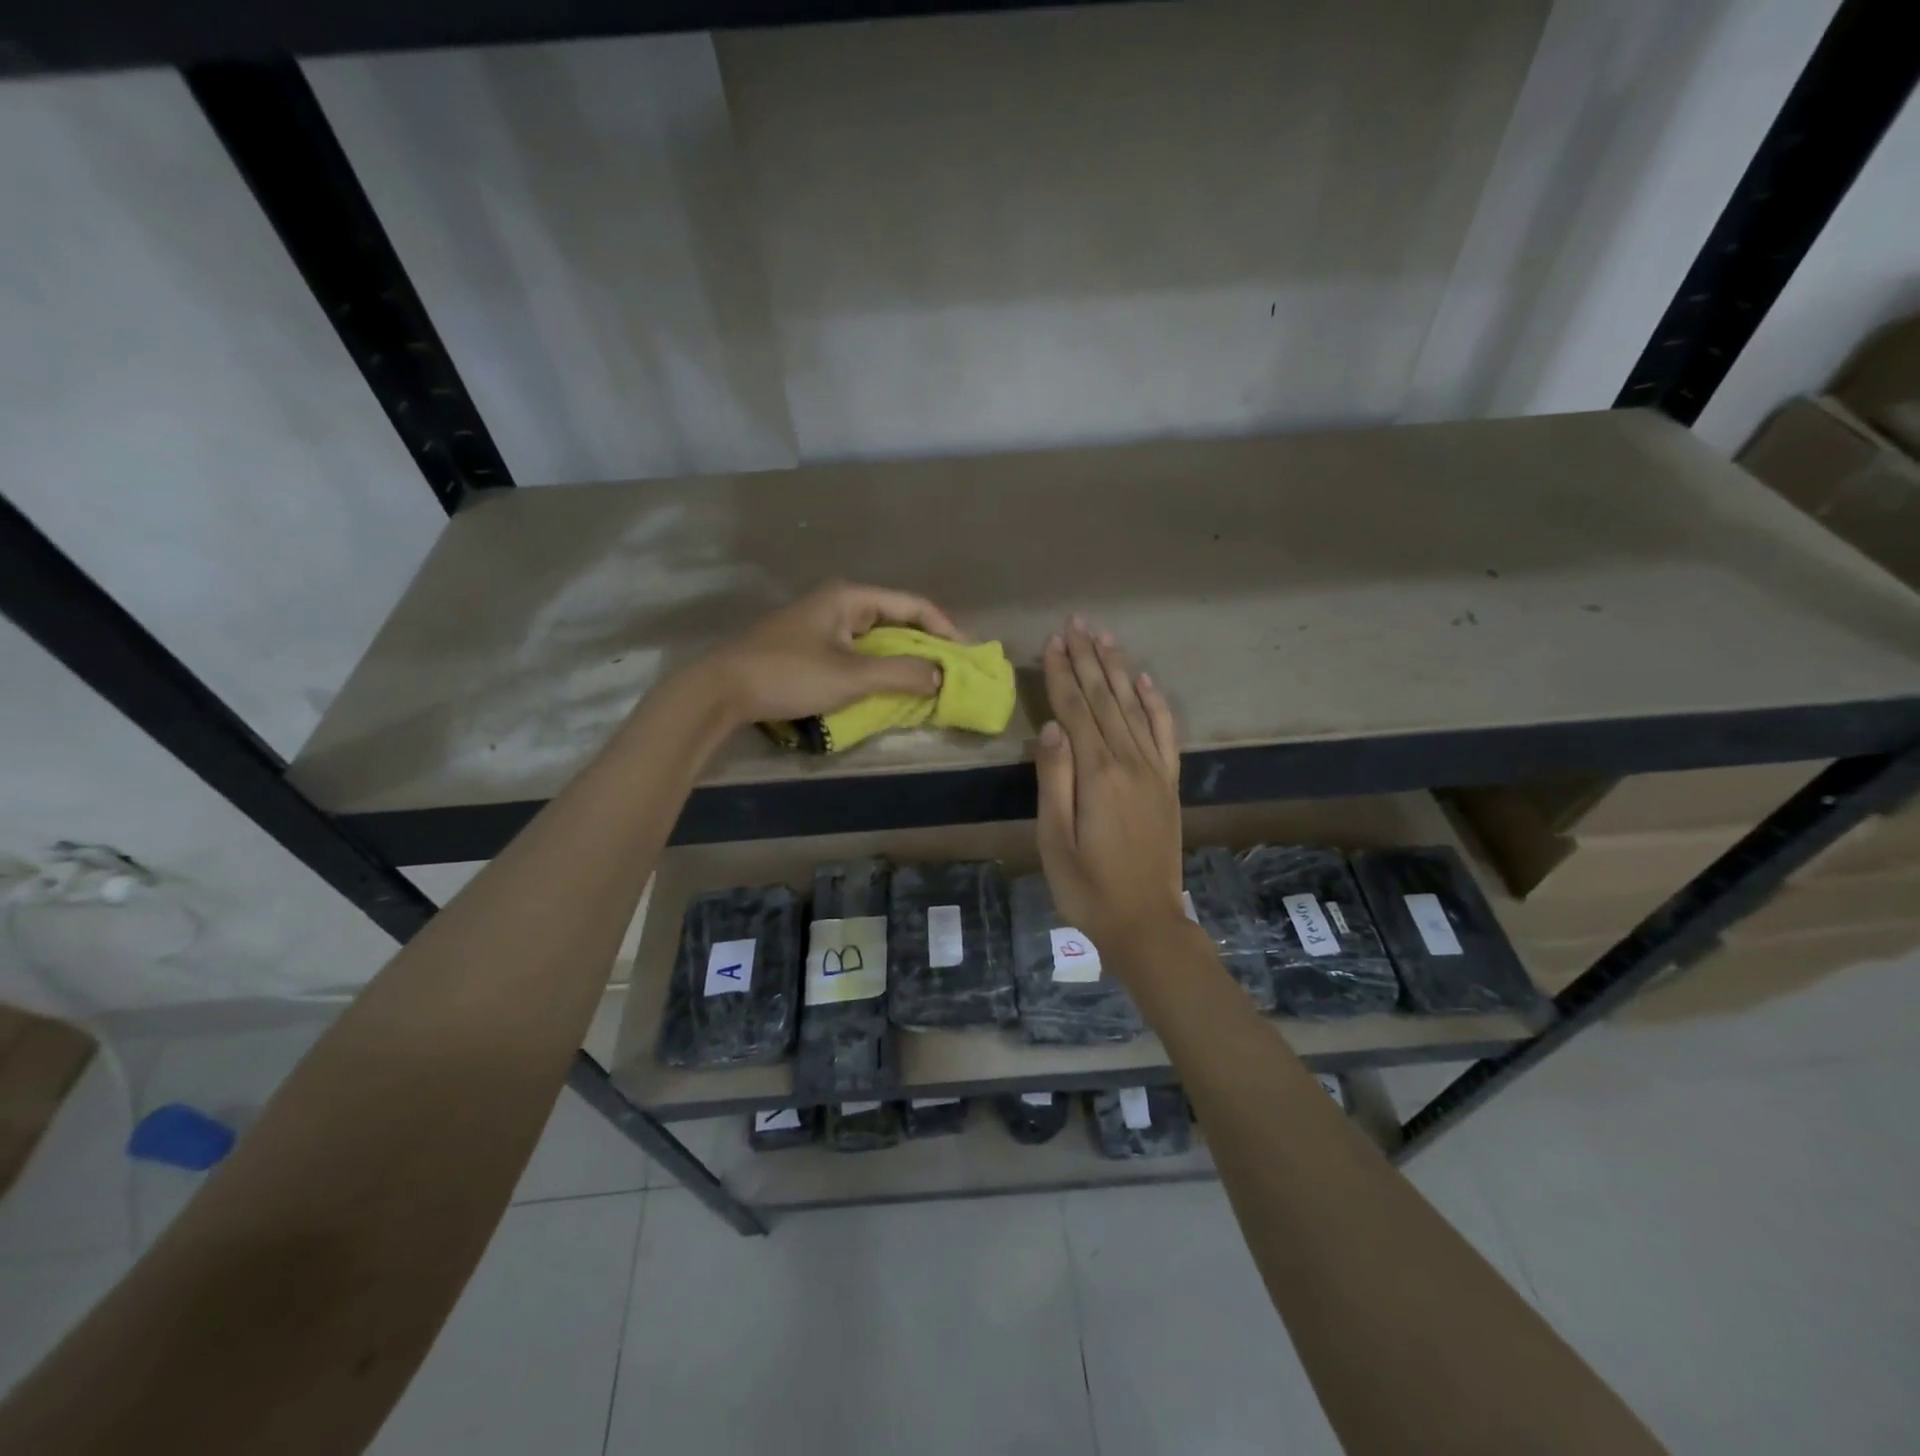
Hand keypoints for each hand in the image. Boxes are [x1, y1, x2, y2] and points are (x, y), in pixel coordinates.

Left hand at [699, 580, 961, 725]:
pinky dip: (879, 667)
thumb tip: (941, 676)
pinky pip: (858, 651)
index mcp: (850, 597)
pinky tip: (889, 686)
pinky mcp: (810, 645)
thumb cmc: (790, 674)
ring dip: (903, 658)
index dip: (944, 628)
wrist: (722, 690)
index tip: (966, 655)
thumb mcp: (852, 676)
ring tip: (929, 681)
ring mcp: (822, 624)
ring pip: (876, 638)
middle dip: (926, 644)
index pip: (912, 605)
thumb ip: (902, 674)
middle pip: (896, 618)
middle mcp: (839, 603)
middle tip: (952, 671)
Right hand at [1035, 616, 1185, 949]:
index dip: (1063, 673)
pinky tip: (1145, 682)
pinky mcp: (1169, 784)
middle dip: (1089, 659)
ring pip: (1134, 707)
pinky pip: (1165, 733)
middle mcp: (1130, 762)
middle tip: (1076, 622)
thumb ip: (1054, 779)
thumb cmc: (1087, 886)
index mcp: (1097, 774)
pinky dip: (1156, 704)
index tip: (1053, 641)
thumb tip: (1051, 726)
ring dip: (1118, 670)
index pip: (1076, 710)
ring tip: (1104, 638)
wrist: (1146, 922)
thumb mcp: (1054, 839)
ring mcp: (1155, 771)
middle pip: (1105, 699)